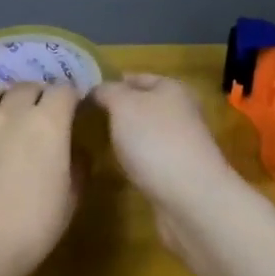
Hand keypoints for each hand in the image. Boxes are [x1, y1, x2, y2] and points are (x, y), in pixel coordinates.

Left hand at [0, 80, 81, 274]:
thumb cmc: (32, 228)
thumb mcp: (69, 201)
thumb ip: (77, 168)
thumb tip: (77, 151)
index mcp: (47, 124)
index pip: (64, 92)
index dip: (70, 98)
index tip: (72, 110)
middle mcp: (10, 111)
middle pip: (27, 86)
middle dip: (37, 96)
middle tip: (39, 115)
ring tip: (1, 107)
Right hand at [92, 75, 236, 210]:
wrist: (190, 197)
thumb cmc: (155, 140)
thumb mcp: (123, 105)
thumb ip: (107, 92)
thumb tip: (97, 89)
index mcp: (172, 88)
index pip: (136, 77)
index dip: (112, 82)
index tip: (84, 93)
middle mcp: (180, 112)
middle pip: (143, 105)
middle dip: (117, 111)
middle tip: (85, 118)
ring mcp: (181, 144)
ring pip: (145, 133)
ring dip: (125, 136)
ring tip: (96, 141)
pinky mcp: (178, 172)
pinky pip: (149, 158)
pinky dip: (134, 159)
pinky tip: (117, 166)